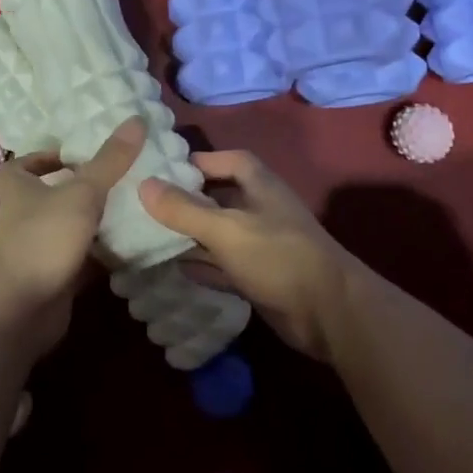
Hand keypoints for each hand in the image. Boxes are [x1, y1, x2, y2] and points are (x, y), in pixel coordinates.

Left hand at [0, 118, 145, 359]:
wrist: (19, 309)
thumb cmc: (43, 239)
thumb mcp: (81, 193)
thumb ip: (109, 161)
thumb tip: (137, 119)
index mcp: (19, 190)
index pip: (21, 166)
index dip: (42, 158)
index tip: (75, 156)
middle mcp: (23, 218)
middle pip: (49, 198)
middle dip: (79, 191)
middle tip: (118, 180)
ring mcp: (37, 251)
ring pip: (68, 230)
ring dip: (93, 224)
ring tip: (132, 210)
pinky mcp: (53, 280)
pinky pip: (80, 262)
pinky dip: (100, 258)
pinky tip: (130, 250)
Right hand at [140, 151, 364, 362]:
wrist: (328, 312)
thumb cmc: (277, 256)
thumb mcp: (225, 228)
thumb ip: (184, 209)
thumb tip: (144, 184)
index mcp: (260, 186)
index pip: (229, 160)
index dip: (200, 162)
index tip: (164, 170)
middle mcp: (261, 210)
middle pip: (221, 197)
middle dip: (189, 200)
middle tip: (148, 205)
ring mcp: (262, 245)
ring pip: (220, 233)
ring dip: (193, 235)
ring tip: (152, 235)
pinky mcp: (261, 277)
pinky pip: (225, 265)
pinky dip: (204, 265)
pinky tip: (177, 268)